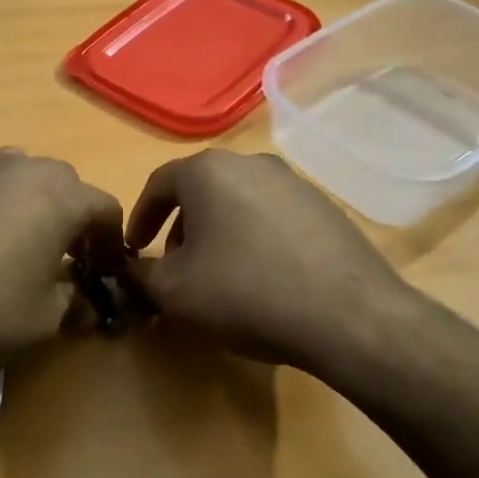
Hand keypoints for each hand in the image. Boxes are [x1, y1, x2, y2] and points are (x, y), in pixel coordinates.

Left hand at [0, 149, 125, 392]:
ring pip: (18, 172)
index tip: (107, 269)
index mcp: (59, 197)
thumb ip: (74, 301)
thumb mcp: (42, 321)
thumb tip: (84, 298)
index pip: (105, 207)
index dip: (112, 240)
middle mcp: (20, 168)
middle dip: (72, 216)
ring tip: (17, 237)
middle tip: (66, 256)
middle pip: (64, 182)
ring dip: (29, 199)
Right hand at [126, 150, 412, 378]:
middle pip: (201, 191)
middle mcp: (250, 163)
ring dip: (218, 233)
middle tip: (175, 266)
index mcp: (208, 171)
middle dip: (181, 228)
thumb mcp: (173, 292)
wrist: (348, 315)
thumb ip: (140, 274)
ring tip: (219, 275)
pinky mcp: (325, 206)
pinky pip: (273, 217)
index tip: (134, 248)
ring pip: (238, 202)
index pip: (159, 184)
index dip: (140, 218)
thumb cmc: (245, 292)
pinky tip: (263, 277)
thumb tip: (130, 269)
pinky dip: (255, 239)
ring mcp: (293, 182)